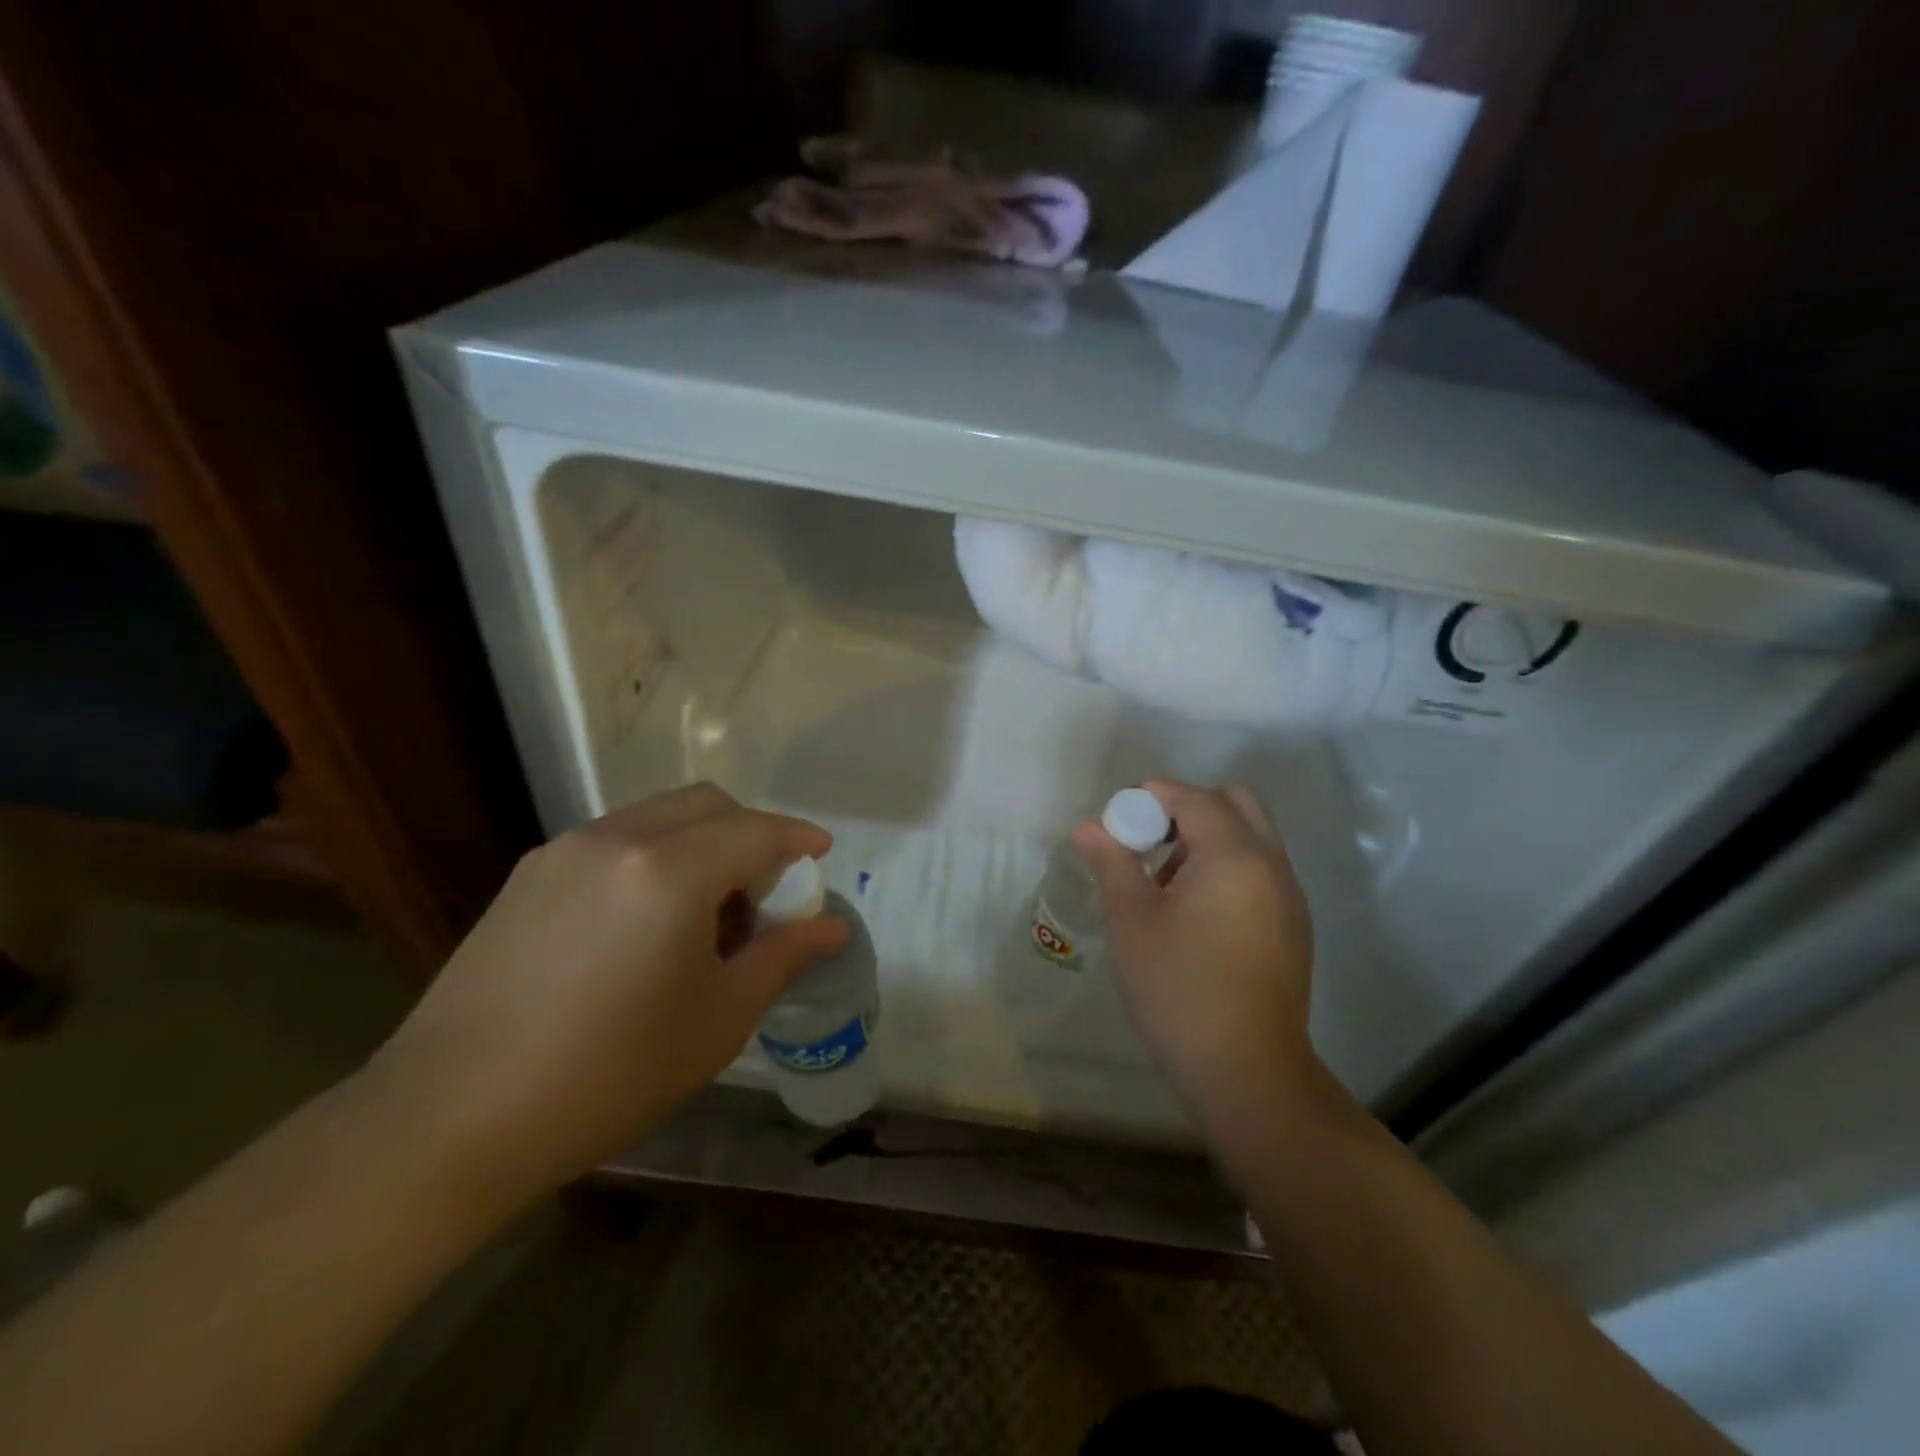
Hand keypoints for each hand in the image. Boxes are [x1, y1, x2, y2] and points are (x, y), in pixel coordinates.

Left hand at [366, 785, 847, 1211]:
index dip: (797, 838)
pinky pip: (615, 841)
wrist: (449, 1119)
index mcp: (671, 871)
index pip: (756, 831)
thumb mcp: (718, 1018)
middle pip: (707, 804)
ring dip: (700, 842)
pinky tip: (645, 922)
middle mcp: (618, 839)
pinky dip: (654, 856)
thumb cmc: (609, 1073)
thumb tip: (832, 927)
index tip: (821, 854)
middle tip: (763, 890)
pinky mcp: (528, 875)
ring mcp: (564, 852)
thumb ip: (783, 956)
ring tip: (703, 912)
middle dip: (749, 831)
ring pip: (658, 816)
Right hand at [1075, 781, 1317, 1126]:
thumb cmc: (1178, 988)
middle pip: (1234, 802)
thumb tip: (1090, 828)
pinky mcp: (1294, 925)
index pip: (1193, 797)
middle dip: (1188, 806)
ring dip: (1209, 836)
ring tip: (1167, 881)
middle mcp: (1271, 864)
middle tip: (1149, 840)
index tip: (1119, 817)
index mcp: (1233, 855)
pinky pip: (1261, 868)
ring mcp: (1289, 895)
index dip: (1152, 795)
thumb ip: (1112, 863)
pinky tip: (1197, 912)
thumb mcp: (1131, 921)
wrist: (1247, 1071)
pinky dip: (1229, 865)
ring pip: (1251, 836)